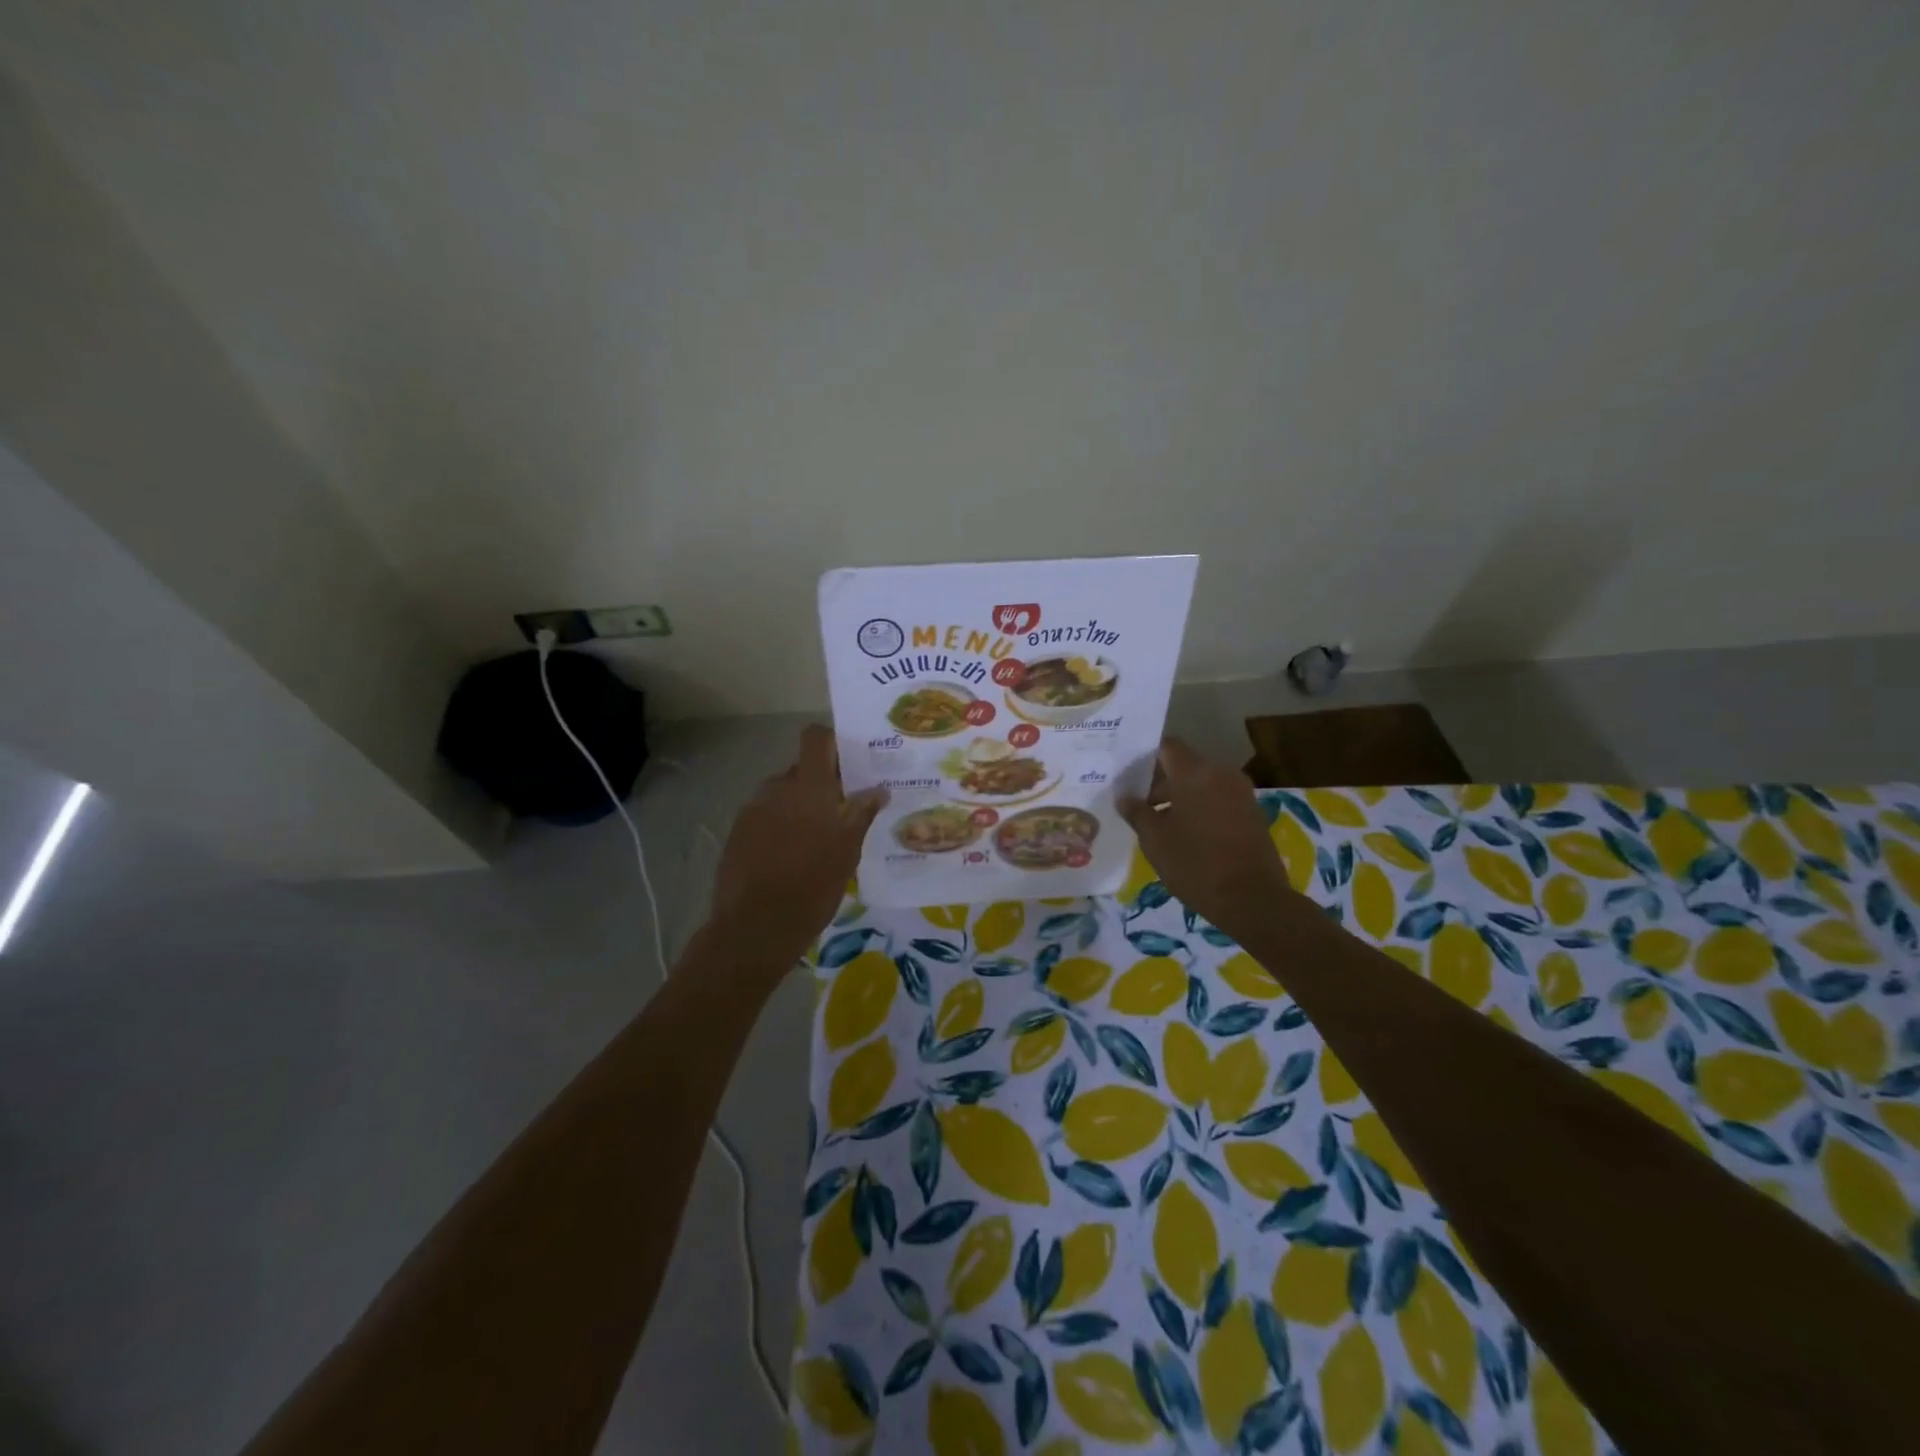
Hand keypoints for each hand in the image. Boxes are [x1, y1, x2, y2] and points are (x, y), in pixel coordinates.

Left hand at [709, 725, 887, 969]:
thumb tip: (878, 789)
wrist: (755, 927)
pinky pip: (765, 816)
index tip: (851, 764)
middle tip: (842, 811)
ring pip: (782, 795)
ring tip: (817, 839)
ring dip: (800, 806)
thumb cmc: (812, 885)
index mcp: (808, 787)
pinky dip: (780, 826)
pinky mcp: (737, 833)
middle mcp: (777, 789)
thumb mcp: (847, 851)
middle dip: (821, 784)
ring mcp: (752, 810)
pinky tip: (791, 857)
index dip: (832, 743)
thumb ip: (861, 814)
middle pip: (802, 770)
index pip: (815, 738)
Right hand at [1120, 737, 1294, 936]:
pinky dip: (1201, 808)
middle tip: (1140, 806)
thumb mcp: (1154, 840)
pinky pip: (1219, 799)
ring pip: (1203, 783)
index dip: (1146, 757)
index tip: (1129, 776)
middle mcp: (1221, 774)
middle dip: (1161, 782)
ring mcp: (1241, 793)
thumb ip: (1137, 812)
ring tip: (1161, 824)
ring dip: (1182, 797)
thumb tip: (1124, 797)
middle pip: (1185, 765)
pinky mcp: (1252, 813)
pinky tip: (1187, 834)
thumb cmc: (1195, 864)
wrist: (1252, 899)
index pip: (1167, 746)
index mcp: (1194, 773)